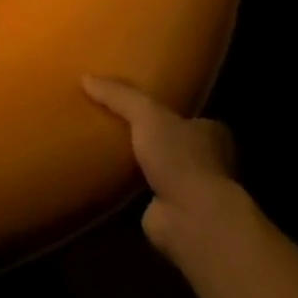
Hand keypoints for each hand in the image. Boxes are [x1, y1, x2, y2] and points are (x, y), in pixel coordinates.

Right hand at [84, 76, 239, 261]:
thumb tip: (86, 78)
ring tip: (107, 148)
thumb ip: (119, 95)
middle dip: (154, 137)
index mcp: (211, 134)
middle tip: (118, 123)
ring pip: (162, 170)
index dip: (172, 109)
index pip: (193, 117)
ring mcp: (191, 191)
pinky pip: (145, 194)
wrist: (191, 220)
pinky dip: (130, 189)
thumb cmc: (180, 158)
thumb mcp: (146, 113)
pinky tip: (107, 178)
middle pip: (176, 143)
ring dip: (141, 165)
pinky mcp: (173, 214)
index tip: (146, 103)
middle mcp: (207, 162)